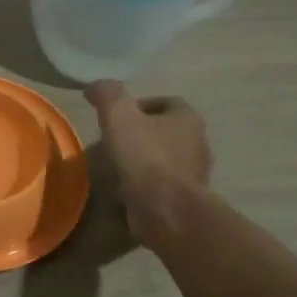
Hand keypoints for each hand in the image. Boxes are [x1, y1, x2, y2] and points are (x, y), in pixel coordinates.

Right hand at [84, 81, 211, 241]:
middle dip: (141, 134)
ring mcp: (195, 175)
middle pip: (166, 131)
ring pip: (165, 159)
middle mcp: (198, 144)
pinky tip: (124, 189)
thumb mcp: (119, 115)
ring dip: (143, 160)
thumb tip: (97, 86)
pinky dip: (145, 184)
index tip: (117, 116)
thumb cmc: (145, 156)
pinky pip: (163, 185)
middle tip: (113, 140)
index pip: (167, 102)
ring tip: (115, 167)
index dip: (141, 105)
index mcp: (188, 119)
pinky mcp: (185, 200)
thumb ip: (108, 95)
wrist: (165, 210)